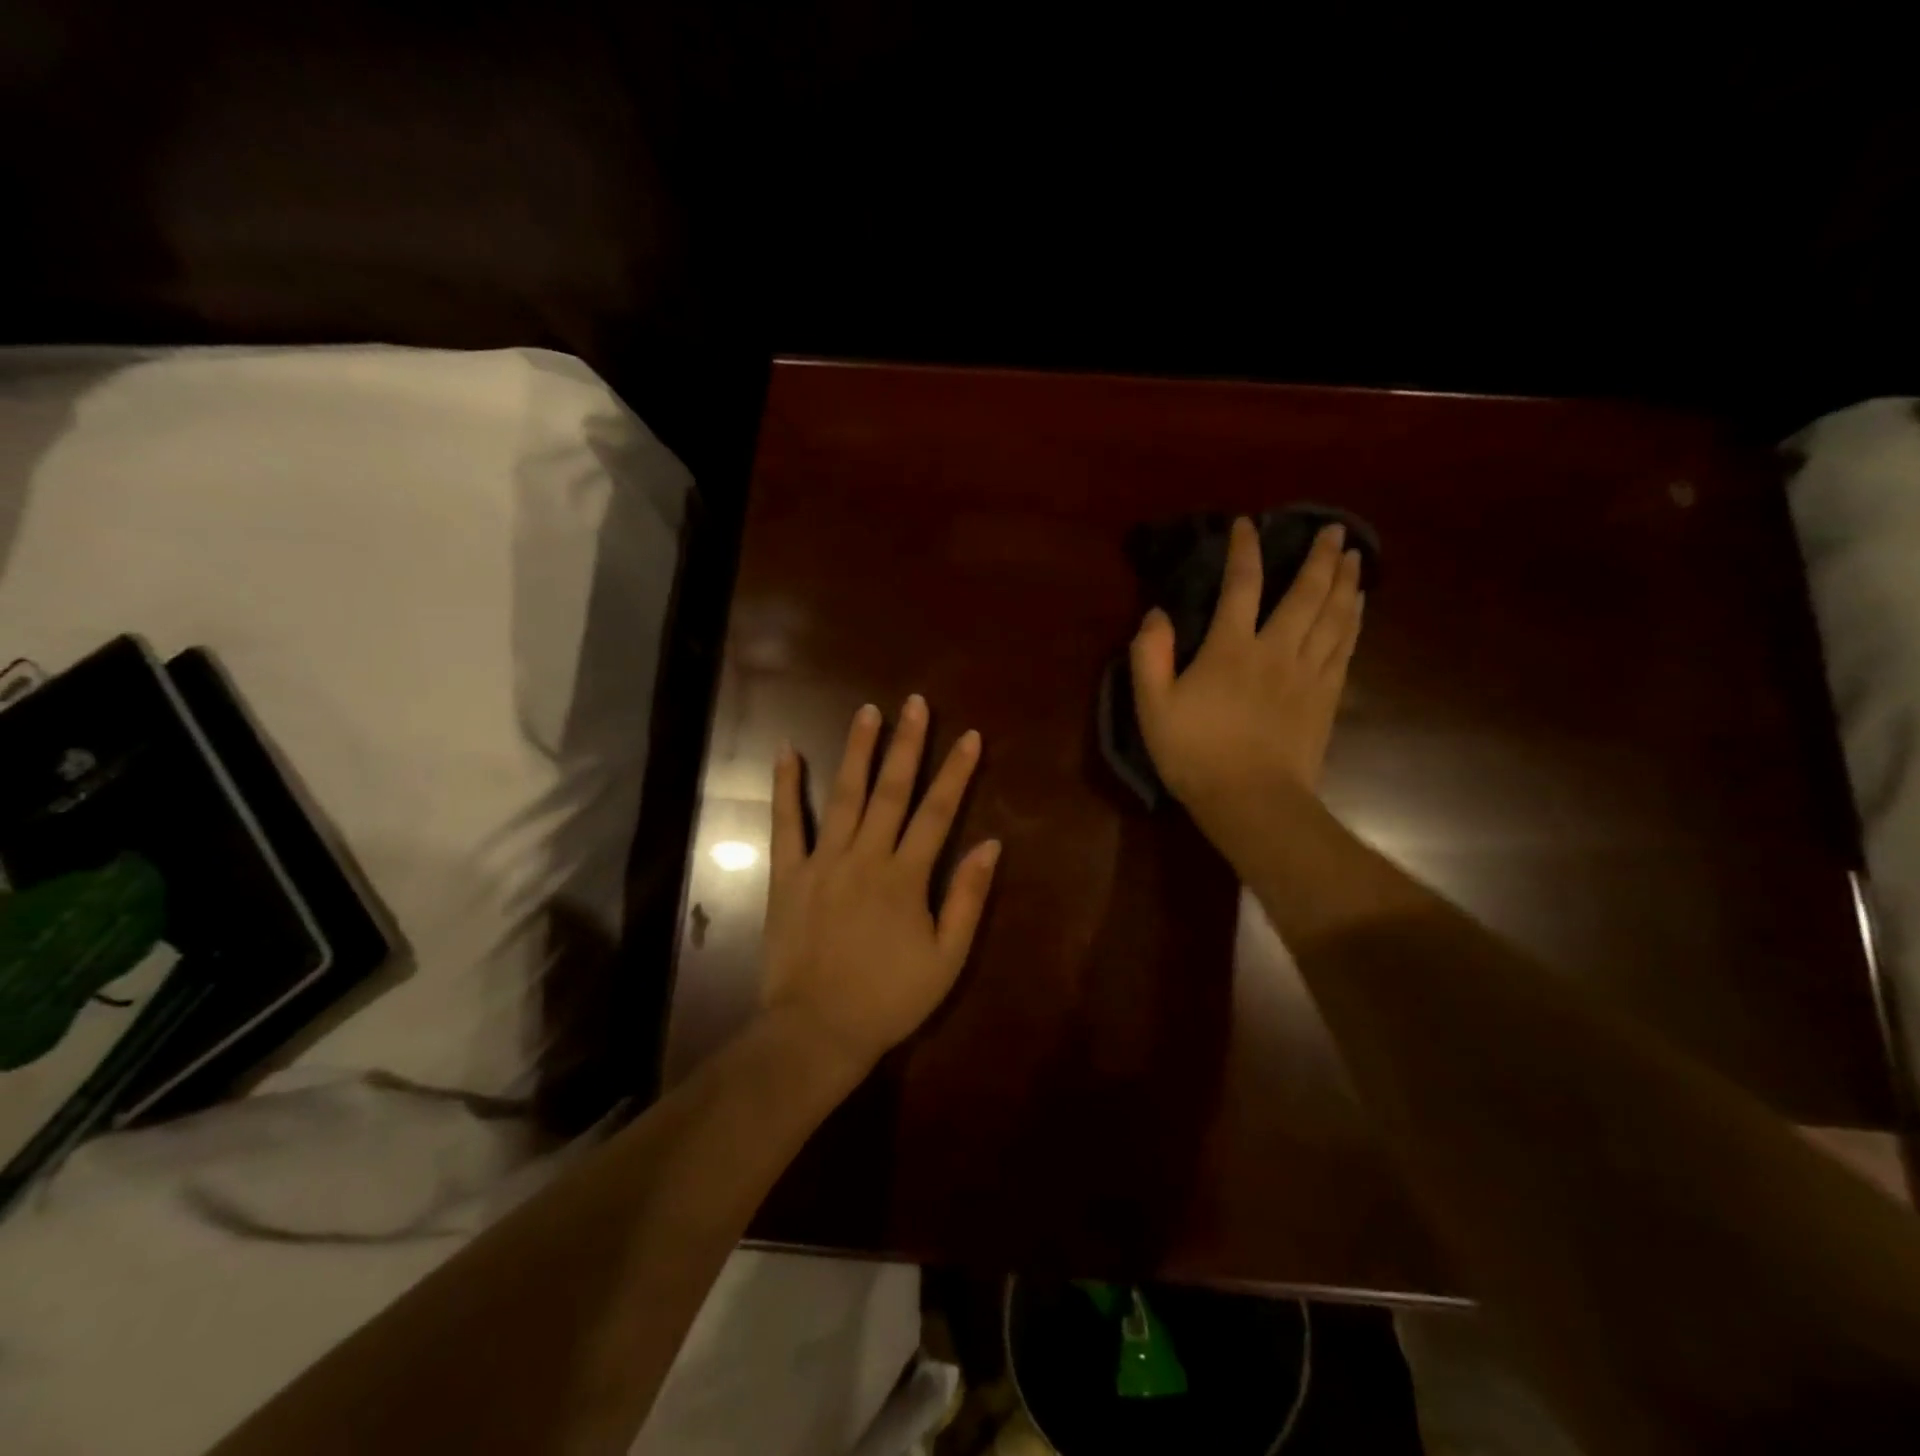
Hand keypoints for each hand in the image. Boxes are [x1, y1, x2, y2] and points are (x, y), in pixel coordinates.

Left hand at [761, 697, 1001, 1077]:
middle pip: (892, 791)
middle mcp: (865, 856)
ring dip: (857, 751)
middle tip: (915, 704)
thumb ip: (967, 899)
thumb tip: (991, 844)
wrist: (817, 1031)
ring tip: (867, 712)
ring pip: (843, 795)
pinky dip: (786, 786)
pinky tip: (788, 751)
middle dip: (907, 744)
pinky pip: (786, 823)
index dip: (957, 772)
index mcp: (906, 877)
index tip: (971, 736)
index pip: (938, 812)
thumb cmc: (889, 998)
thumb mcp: (946, 958)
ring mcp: (823, 862)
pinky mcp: (789, 875)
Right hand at [1130, 517, 1363, 853]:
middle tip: (1333, 530)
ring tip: (1354, 557)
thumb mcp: (1152, 706)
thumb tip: (1157, 613)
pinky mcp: (1327, 696)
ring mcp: (1308, 672)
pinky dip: (1353, 619)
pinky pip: (1345, 646)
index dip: (1244, 551)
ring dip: (1344, 582)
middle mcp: (1276, 649)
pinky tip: (1357, 606)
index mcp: (1231, 648)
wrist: (1251, 799)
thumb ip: (1149, 655)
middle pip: (1305, 593)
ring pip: (1334, 615)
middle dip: (1319, 557)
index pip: (1241, 586)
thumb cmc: (1195, 753)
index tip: (1247, 525)